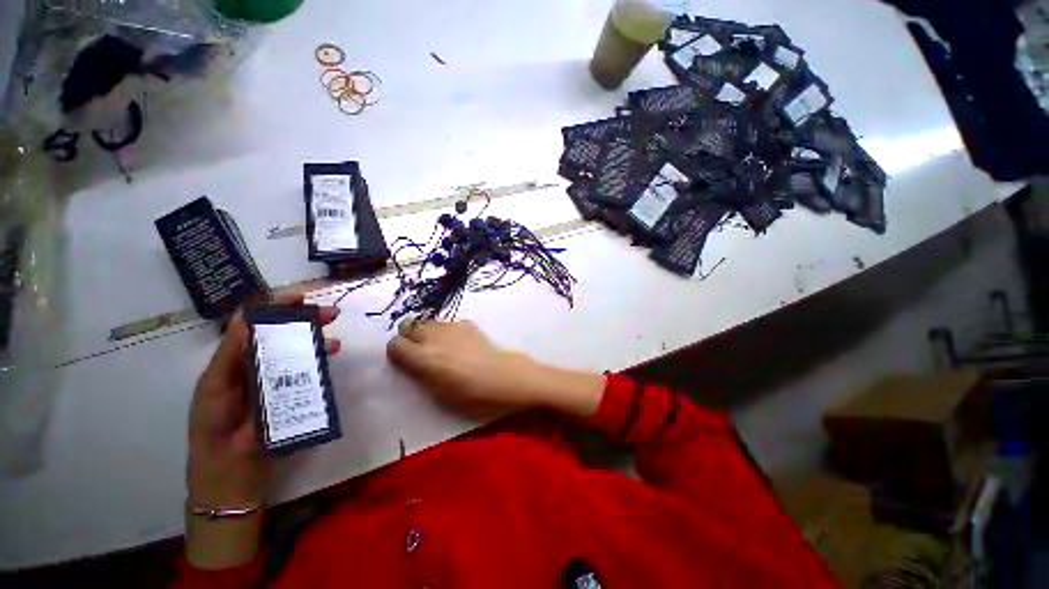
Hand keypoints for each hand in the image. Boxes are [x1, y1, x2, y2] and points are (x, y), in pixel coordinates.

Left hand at [186, 292, 340, 568]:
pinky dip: (319, 364)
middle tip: (330, 315)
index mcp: (232, 364)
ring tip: (335, 340)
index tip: (300, 297)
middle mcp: (254, 369)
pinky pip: (306, 375)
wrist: (229, 480)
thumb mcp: (215, 392)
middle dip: (304, 322)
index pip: (254, 326)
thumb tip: (248, 317)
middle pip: (280, 337)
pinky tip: (331, 360)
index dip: (275, 307)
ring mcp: (273, 385)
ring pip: (297, 354)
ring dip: (316, 342)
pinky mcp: (289, 399)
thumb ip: (231, 355)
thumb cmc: (214, 435)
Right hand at [386, 320, 604, 418]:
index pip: (395, 344)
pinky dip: (445, 331)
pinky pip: (447, 324)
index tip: (405, 362)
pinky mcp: (468, 323)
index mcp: (425, 358)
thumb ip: (420, 374)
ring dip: (428, 333)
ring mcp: (453, 327)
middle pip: (409, 327)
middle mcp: (435, 337)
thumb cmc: (476, 395)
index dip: (397, 353)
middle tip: (422, 354)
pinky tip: (459, 343)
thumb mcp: (441, 394)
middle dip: (411, 339)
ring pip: (428, 322)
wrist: (508, 377)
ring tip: (441, 347)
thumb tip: (411, 362)